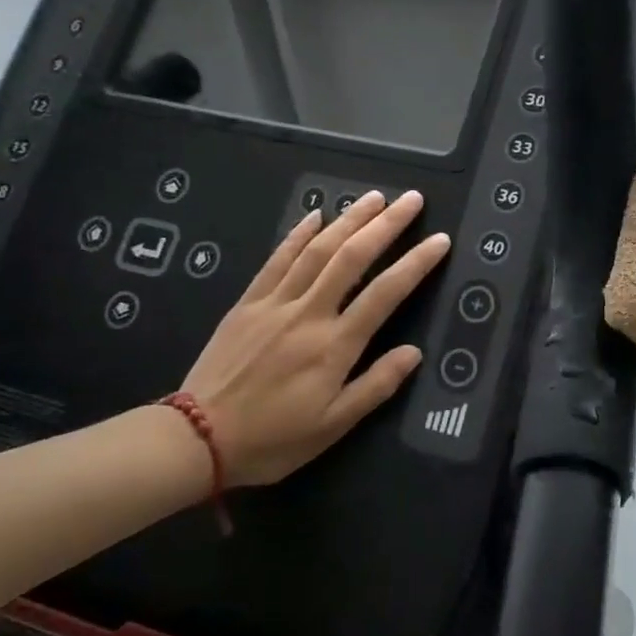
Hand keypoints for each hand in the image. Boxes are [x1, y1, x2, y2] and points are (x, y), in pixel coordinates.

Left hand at [180, 190, 450, 486]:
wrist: (195, 439)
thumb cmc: (272, 439)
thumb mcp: (333, 426)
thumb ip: (376, 386)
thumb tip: (413, 353)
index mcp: (334, 346)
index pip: (385, 293)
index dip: (416, 263)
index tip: (440, 240)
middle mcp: (309, 314)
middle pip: (353, 257)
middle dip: (386, 224)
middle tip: (412, 199)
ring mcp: (275, 303)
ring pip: (318, 250)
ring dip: (349, 219)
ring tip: (375, 197)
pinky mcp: (248, 303)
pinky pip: (277, 259)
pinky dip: (299, 234)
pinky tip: (316, 215)